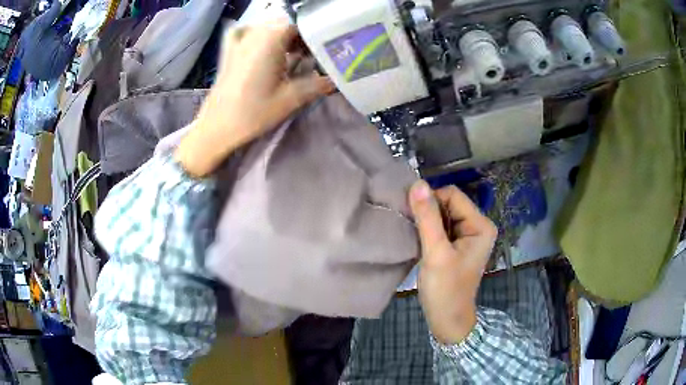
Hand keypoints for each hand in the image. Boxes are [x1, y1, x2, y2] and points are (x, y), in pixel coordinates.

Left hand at [175, 21, 334, 176]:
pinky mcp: (229, 49)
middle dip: (302, 34)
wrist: (217, 127)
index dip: (316, 33)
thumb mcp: (291, 99)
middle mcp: (256, 32)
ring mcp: (240, 39)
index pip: (302, 22)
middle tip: (311, 54)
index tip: (325, 48)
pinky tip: (262, 44)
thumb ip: (318, 84)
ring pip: (268, 25)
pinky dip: (258, 32)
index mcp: (271, 38)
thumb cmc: (253, 112)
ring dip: (283, 34)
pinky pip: (246, 30)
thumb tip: (338, 79)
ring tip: (292, 53)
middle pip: (286, 21)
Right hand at [409, 180, 496, 344]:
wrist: (447, 320)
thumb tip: (417, 183)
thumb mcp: (436, 253)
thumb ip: (427, 218)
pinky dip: (427, 230)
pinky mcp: (456, 244)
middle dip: (428, 213)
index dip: (430, 202)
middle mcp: (477, 225)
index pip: (452, 195)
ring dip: (426, 222)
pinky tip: (419, 241)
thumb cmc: (445, 289)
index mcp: (481, 225)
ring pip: (441, 214)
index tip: (413, 220)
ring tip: (414, 236)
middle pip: (447, 203)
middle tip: (412, 230)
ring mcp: (467, 235)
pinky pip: (440, 226)